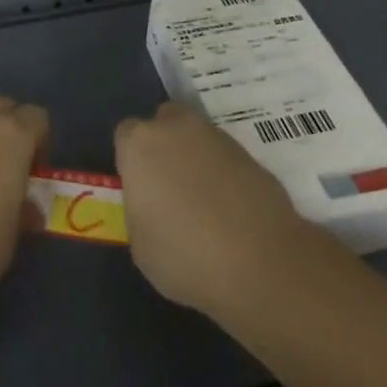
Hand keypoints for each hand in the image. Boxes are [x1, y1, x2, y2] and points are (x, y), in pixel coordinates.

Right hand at [114, 102, 307, 318]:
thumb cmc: (184, 255)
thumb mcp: (140, 242)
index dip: (130, 160)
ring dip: (195, 158)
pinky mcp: (252, 155)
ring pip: (197, 137)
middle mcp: (177, 128)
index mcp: (140, 144)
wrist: (261, 264)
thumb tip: (152, 202)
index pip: (125, 135)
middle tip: (167, 185)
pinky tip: (229, 209)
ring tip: (202, 201)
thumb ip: (140, 208)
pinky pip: (225, 158)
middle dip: (164, 144)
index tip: (138, 187)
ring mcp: (218, 138)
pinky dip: (224, 174)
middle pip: (164, 121)